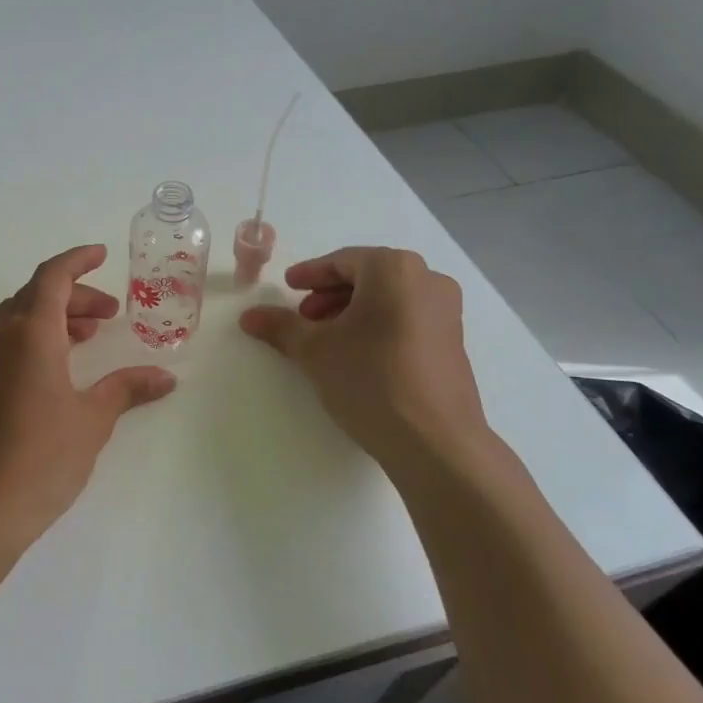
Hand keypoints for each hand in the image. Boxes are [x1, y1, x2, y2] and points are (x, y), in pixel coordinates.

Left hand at [0, 245, 176, 549]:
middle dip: (75, 295)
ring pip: (20, 317)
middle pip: (37, 294)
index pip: (53, 276)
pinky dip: (37, 337)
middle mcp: (1, 336)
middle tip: (109, 314)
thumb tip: (166, 377)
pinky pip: (9, 341)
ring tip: (89, 336)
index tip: (101, 255)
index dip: (78, 260)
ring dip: (55, 316)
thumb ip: (127, 389)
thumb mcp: (92, 419)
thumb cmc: (42, 456)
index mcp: (30, 332)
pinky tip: (60, 365)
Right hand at [238, 247, 490, 464]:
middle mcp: (427, 280)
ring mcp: (446, 311)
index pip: (342, 261)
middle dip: (330, 294)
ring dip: (353, 311)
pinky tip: (358, 354)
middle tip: (304, 316)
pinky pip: (407, 318)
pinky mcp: (453, 342)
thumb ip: (280, 326)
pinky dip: (378, 325)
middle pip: (368, 277)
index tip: (287, 287)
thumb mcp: (314, 350)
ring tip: (326, 338)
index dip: (310, 275)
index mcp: (394, 269)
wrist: (434, 441)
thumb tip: (248, 316)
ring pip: (388, 299)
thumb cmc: (370, 379)